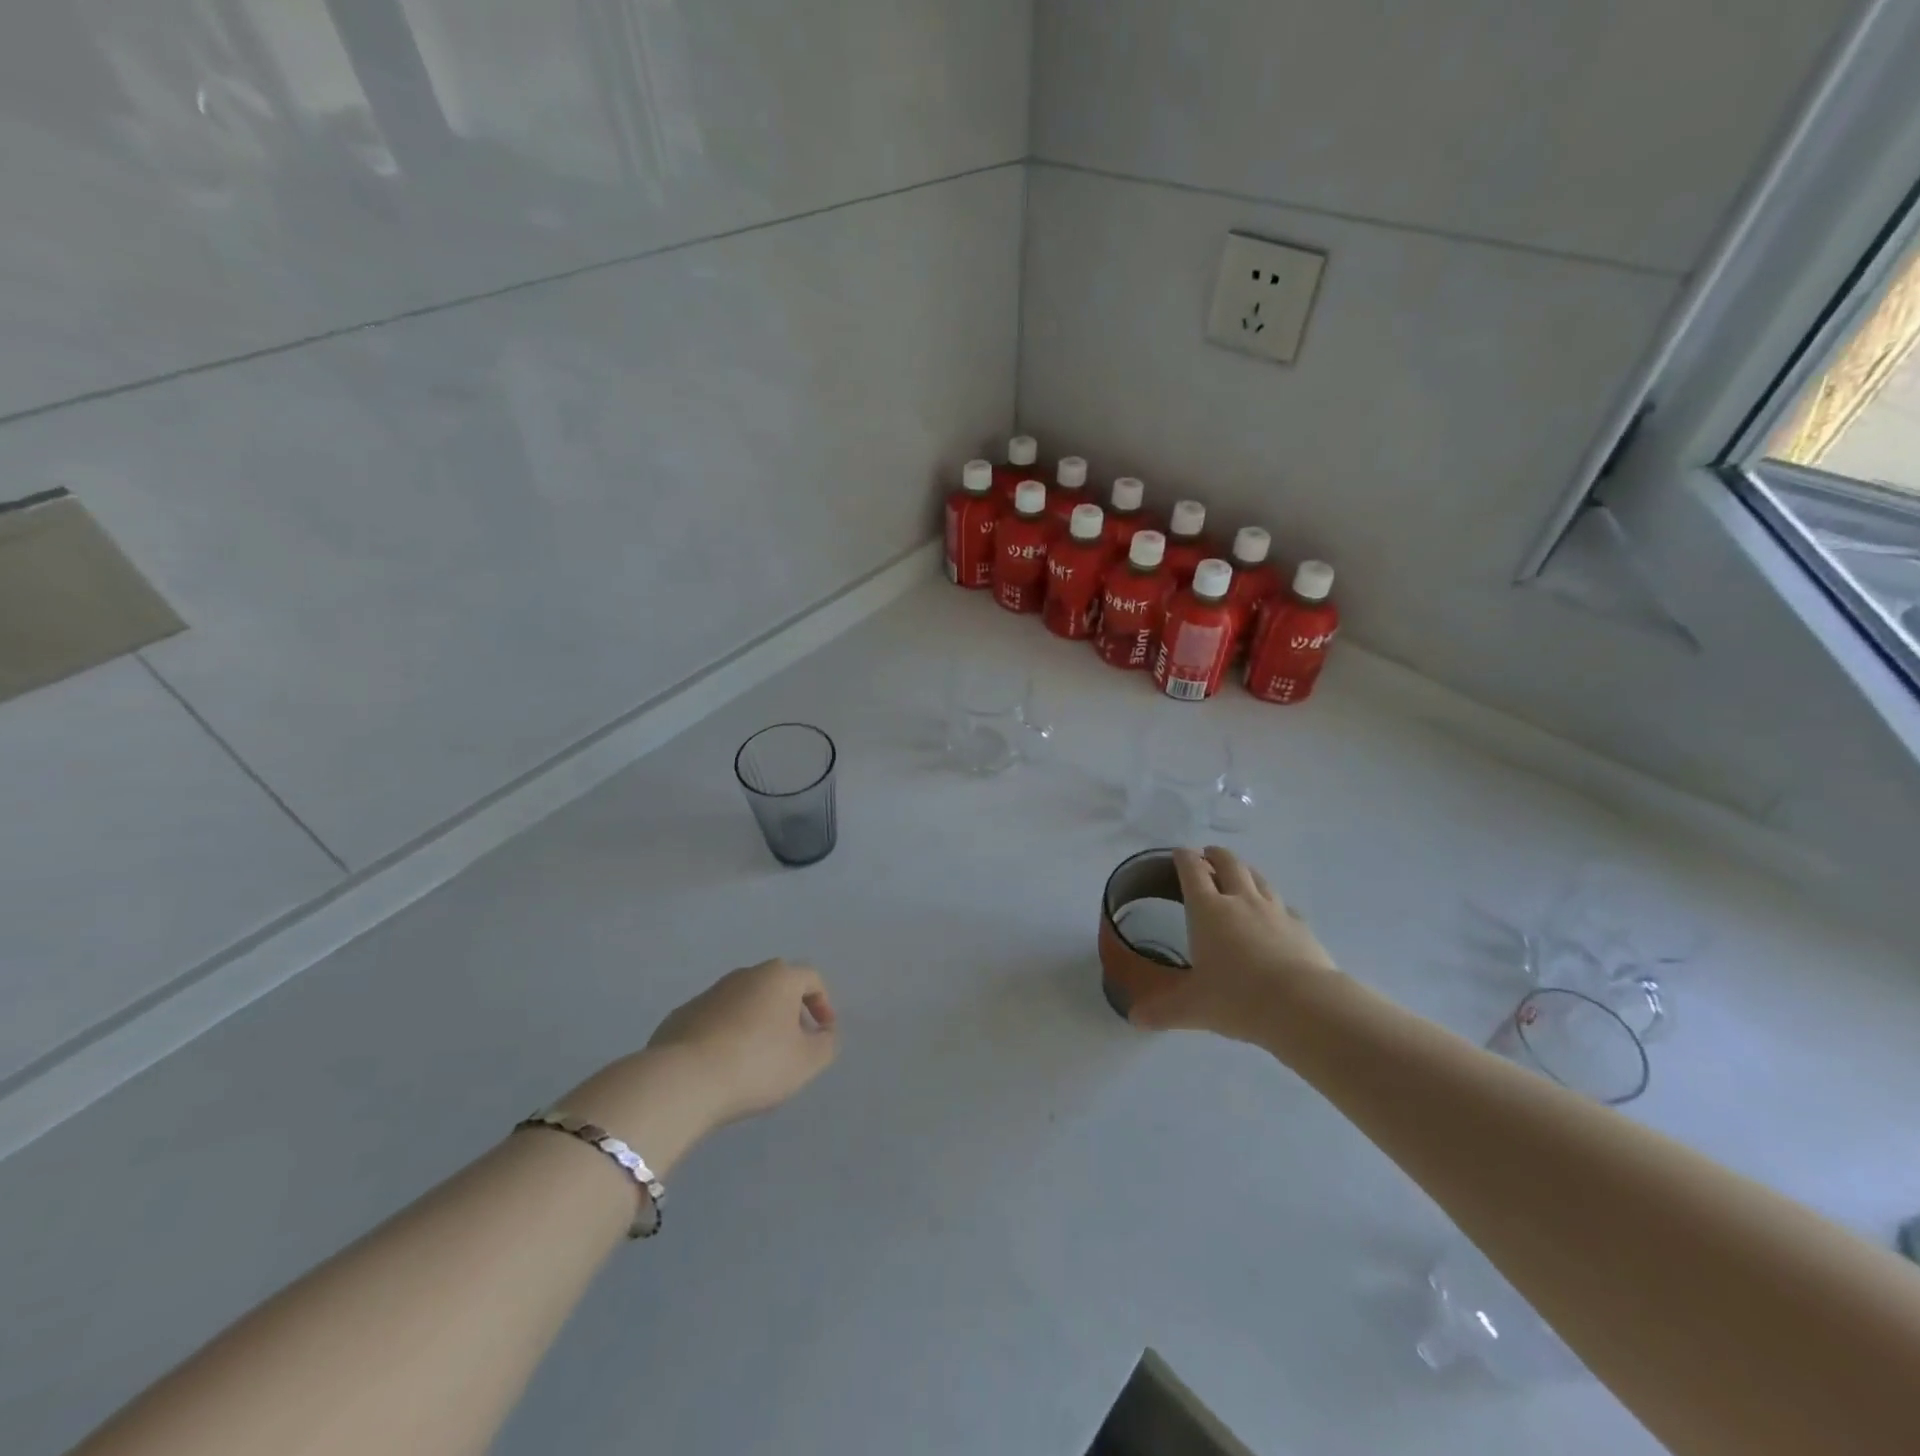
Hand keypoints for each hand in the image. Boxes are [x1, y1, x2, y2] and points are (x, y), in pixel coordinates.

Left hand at [645, 959, 838, 1125]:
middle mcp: (745, 975)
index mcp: (779, 977)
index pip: (811, 978)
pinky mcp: (682, 1015)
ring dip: (756, 1022)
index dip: (823, 1003)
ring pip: (744, 1001)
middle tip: (792, 1043)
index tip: (822, 1033)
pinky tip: (723, 1065)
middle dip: (789, 1010)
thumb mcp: (807, 1062)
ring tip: (756, 1059)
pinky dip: (726, 1034)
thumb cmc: (756, 1064)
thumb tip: (824, 1033)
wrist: (682, 1080)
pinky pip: (715, 1019)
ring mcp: (710, 993)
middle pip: (776, 985)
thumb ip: (826, 1044)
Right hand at [1130, 846, 1339, 1040]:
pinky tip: (1275, 915)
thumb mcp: (1192, 1008)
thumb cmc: (1237, 998)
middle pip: (1228, 864)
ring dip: (1245, 871)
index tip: (1179, 853)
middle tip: (1208, 855)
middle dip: (1215, 856)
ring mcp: (1275, 911)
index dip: (1184, 858)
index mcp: (1208, 910)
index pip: (1192, 871)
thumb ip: (1162, 1010)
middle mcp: (1240, 901)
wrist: (1303, 1006)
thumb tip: (1134, 1018)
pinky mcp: (1301, 927)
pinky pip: (1284, 906)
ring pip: (1258, 878)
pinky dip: (1274, 904)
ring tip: (1240, 874)